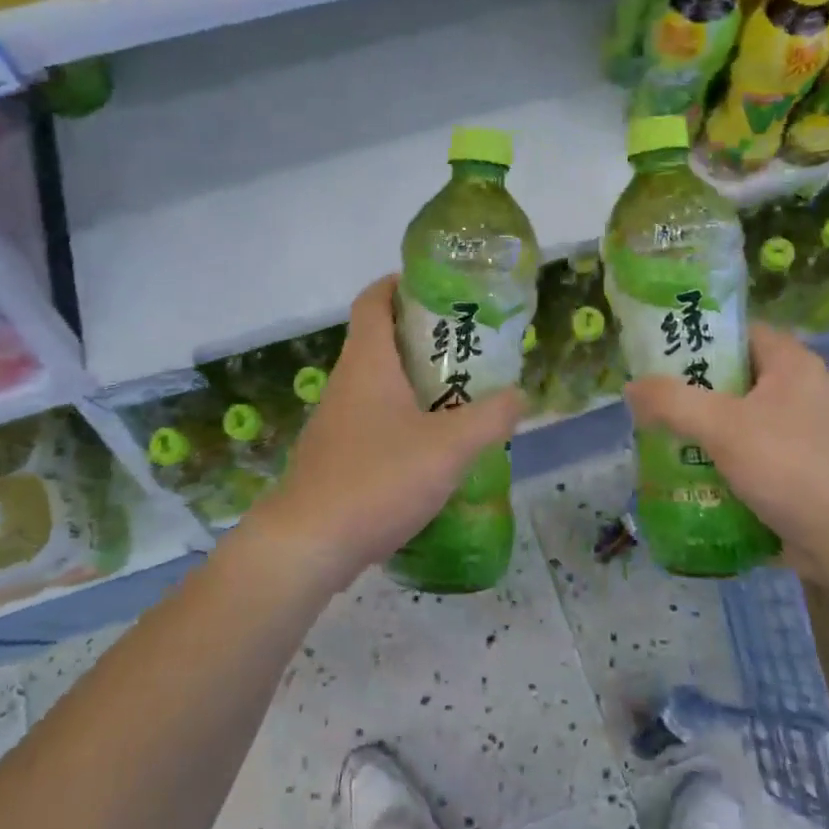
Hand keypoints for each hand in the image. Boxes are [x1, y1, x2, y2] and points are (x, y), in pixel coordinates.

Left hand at [239, 275, 524, 592]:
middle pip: (381, 341)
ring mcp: (337, 422)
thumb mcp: (448, 447)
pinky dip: (403, 420)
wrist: (308, 544)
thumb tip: (520, 395)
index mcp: (367, 362)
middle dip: (423, 337)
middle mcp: (346, 383)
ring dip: (416, 383)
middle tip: (469, 347)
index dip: (400, 283)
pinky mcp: (335, 456)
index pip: (373, 300)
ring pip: (379, 385)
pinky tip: (432, 449)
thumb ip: (491, 418)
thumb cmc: (377, 479)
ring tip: (461, 396)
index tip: (438, 287)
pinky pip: (374, 422)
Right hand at [623, 324, 828, 574]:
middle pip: (730, 376)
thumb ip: (672, 401)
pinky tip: (682, 473)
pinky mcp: (793, 470)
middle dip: (687, 389)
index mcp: (789, 363)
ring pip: (733, 419)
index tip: (654, 349)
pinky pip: (743, 454)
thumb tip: (630, 388)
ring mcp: (797, 433)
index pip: (736, 331)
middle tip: (646, 399)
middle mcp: (796, 390)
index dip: (696, 334)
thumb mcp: (723, 425)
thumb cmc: (791, 466)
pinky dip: (715, 460)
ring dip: (697, 429)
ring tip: (654, 437)